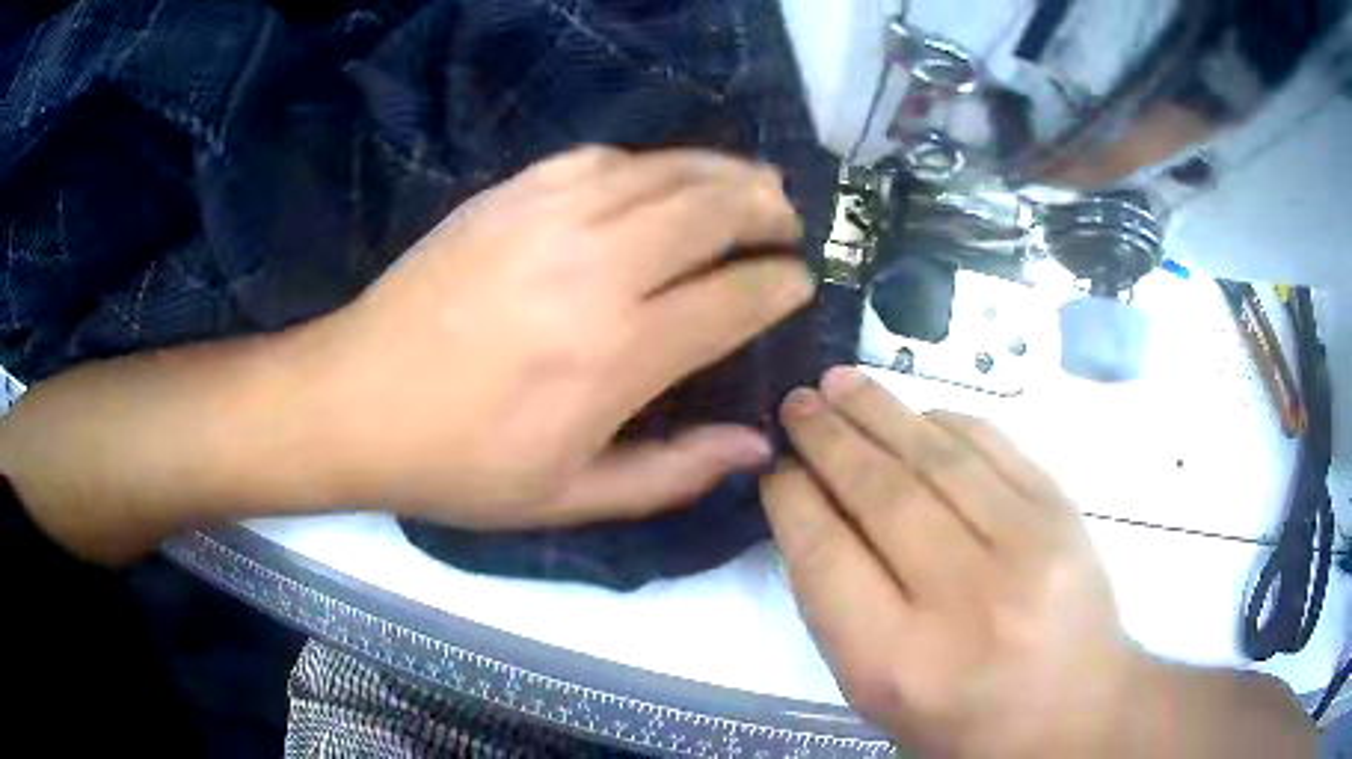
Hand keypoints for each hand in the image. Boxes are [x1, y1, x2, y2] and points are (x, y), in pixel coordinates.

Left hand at [0, 147, 812, 563]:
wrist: (352, 402)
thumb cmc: (459, 465)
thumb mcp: (571, 498)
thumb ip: (675, 472)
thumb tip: (757, 443)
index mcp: (619, 352)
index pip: (737, 297)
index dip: (781, 286)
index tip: (799, 284)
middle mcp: (597, 266)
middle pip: (715, 209)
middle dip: (769, 209)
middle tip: (789, 222)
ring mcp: (548, 215)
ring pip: (666, 169)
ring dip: (723, 171)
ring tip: (753, 182)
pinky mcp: (508, 192)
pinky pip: (602, 158)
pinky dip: (650, 161)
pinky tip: (663, 176)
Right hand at [763, 367, 1152, 755]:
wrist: (1074, 708)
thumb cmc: (964, 718)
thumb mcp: (880, 692)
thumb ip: (839, 608)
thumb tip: (815, 510)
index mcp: (901, 662)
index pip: (828, 558)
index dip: (794, 501)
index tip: (775, 469)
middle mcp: (965, 599)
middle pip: (882, 496)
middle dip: (828, 440)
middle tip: (797, 404)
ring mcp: (1026, 546)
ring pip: (938, 457)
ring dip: (880, 412)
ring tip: (840, 384)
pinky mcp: (1062, 513)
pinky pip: (993, 446)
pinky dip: (945, 421)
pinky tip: (916, 413)